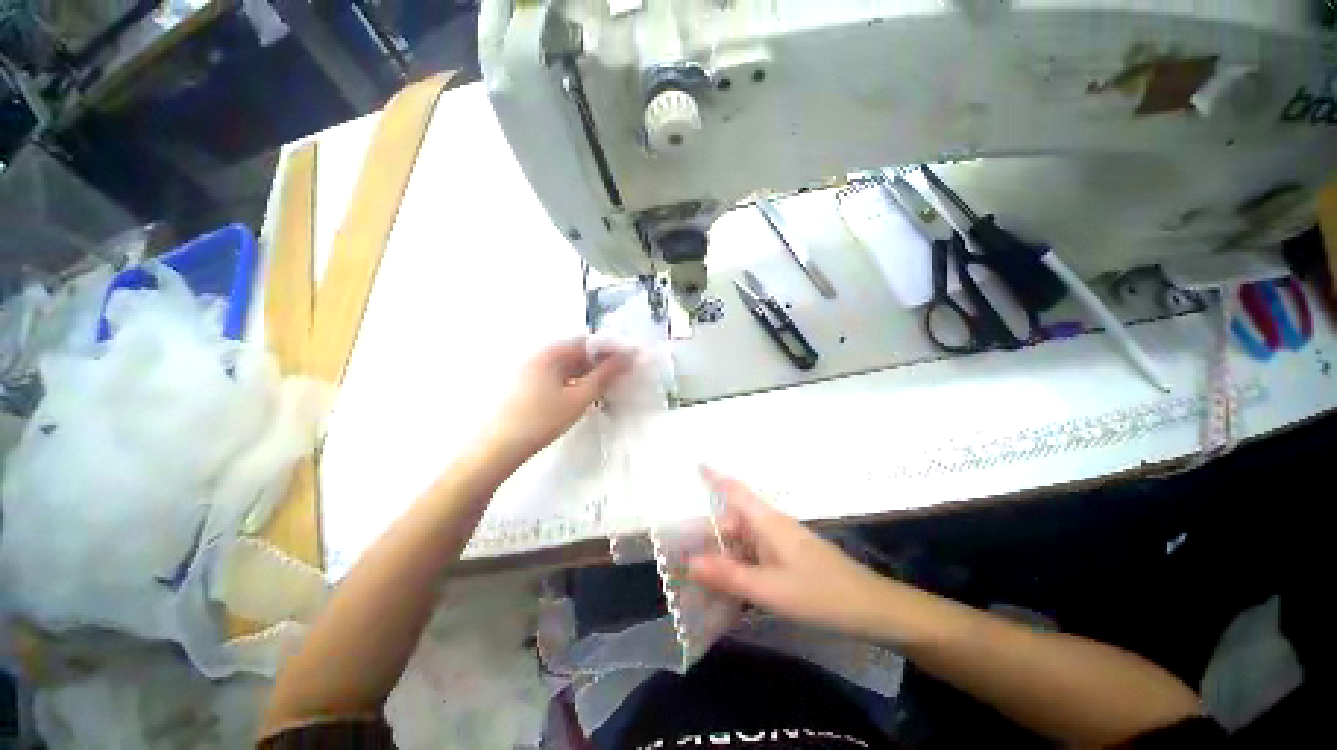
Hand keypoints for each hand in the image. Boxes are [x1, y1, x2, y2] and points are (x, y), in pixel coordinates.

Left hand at [488, 338, 631, 461]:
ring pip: (568, 367)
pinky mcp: (528, 386)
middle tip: (619, 378)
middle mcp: (540, 356)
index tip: (629, 362)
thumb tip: (628, 358)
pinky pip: (558, 377)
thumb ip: (605, 376)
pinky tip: (583, 398)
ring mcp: (532, 371)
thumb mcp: (579, 398)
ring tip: (605, 390)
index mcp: (551, 353)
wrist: (499, 448)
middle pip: (577, 353)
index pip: (588, 342)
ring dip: (588, 375)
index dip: (610, 350)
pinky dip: (574, 383)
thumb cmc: (542, 419)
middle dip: (600, 363)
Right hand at [689, 468, 890, 637]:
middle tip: (679, 557)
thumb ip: (729, 575)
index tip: (696, 463)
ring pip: (741, 542)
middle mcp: (770, 526)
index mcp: (766, 522)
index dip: (714, 476)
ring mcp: (780, 543)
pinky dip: (737, 568)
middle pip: (732, 522)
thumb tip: (689, 562)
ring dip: (721, 555)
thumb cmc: (821, 594)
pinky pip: (753, 557)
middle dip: (707, 535)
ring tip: (696, 575)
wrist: (871, 609)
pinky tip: (726, 586)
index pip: (734, 490)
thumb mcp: (770, 589)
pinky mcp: (787, 560)